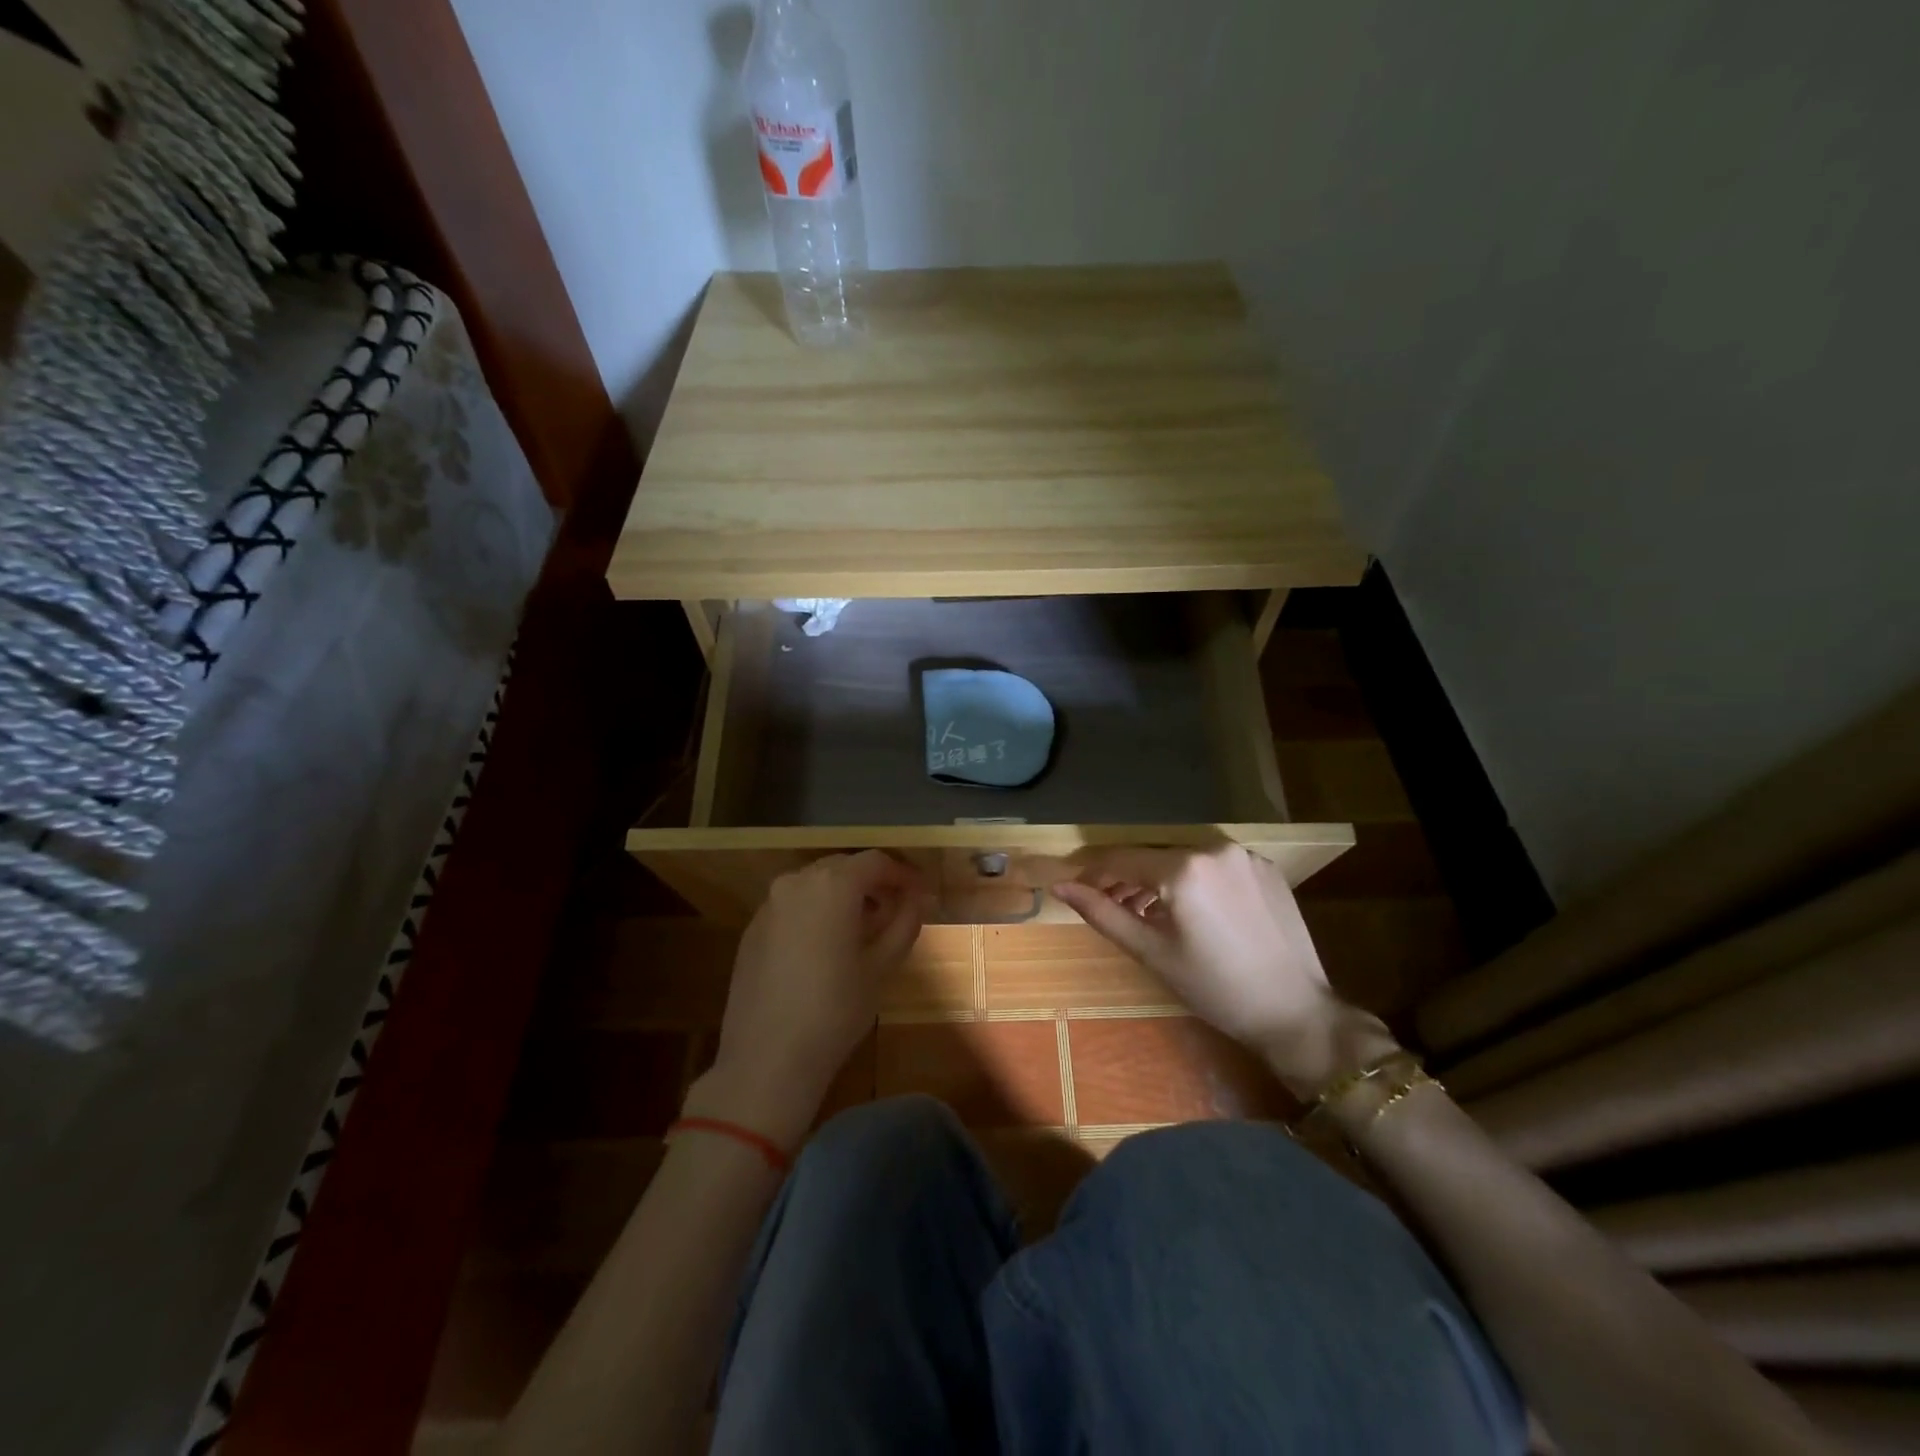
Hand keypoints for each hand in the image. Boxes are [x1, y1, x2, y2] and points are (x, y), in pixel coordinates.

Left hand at [690, 852, 928, 1147]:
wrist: (767, 1059)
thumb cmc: (835, 1010)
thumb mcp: (882, 966)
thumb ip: (904, 922)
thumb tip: (916, 898)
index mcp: (832, 885)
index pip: (876, 861)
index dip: (903, 874)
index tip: (921, 892)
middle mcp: (797, 881)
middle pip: (844, 868)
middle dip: (873, 883)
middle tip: (897, 909)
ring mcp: (769, 904)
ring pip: (816, 885)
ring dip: (844, 896)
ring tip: (865, 928)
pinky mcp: (753, 929)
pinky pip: (793, 905)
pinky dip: (817, 912)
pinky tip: (827, 946)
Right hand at [1051, 846, 1398, 1098]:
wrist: (1295, 1011)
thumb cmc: (1215, 987)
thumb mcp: (1151, 951)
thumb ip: (1103, 913)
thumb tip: (1061, 887)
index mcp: (1183, 868)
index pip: (1121, 858)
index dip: (1092, 871)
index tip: (1073, 886)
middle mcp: (1214, 848)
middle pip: (1153, 856)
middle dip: (1125, 878)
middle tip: (1109, 905)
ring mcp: (1244, 855)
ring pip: (1184, 858)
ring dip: (1158, 879)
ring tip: (1146, 912)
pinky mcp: (1265, 868)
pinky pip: (1214, 865)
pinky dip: (1193, 881)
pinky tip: (1191, 911)